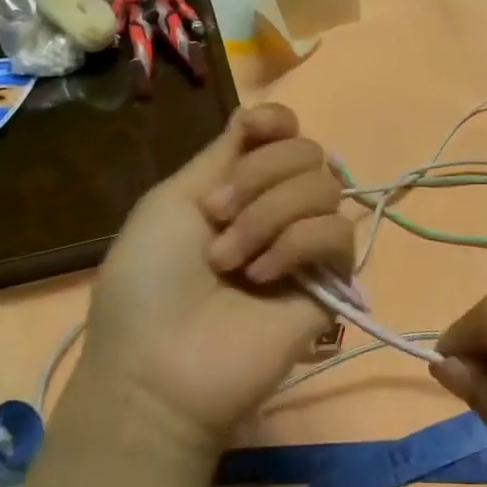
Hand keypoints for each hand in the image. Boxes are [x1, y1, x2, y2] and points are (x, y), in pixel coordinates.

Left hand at [81, 104, 351, 456]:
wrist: (159, 365)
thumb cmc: (148, 282)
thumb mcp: (172, 201)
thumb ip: (223, 155)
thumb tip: (257, 121)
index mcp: (240, 186)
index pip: (285, 132)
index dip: (277, 121)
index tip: (254, 131)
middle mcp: (277, 208)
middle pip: (308, 151)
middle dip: (261, 175)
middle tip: (219, 217)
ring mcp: (305, 245)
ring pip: (326, 187)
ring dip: (271, 215)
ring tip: (233, 260)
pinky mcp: (330, 282)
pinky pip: (338, 234)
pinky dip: (298, 244)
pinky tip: (264, 276)